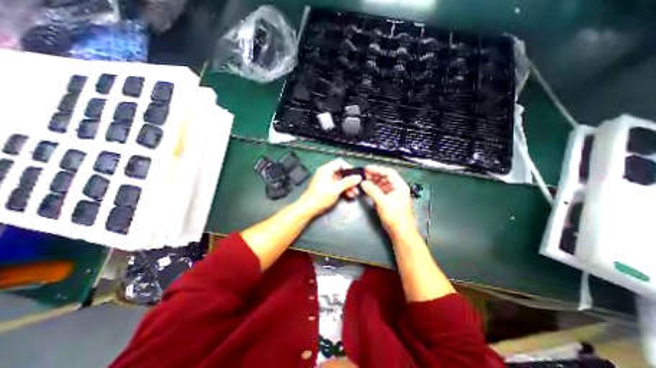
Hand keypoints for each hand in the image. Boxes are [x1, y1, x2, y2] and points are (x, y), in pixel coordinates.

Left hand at [300, 158, 363, 215]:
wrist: (309, 208)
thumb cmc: (320, 197)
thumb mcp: (336, 189)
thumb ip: (348, 182)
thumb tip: (358, 177)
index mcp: (326, 170)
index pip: (340, 163)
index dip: (349, 168)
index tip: (356, 175)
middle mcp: (326, 173)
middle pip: (341, 172)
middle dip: (350, 179)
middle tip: (357, 186)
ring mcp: (326, 181)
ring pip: (340, 180)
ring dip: (348, 186)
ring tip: (354, 193)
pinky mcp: (327, 188)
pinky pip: (338, 185)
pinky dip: (344, 189)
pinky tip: (349, 195)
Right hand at [358, 166, 413, 239]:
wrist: (400, 232)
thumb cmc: (396, 218)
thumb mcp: (383, 203)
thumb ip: (373, 191)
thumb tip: (363, 183)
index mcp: (400, 186)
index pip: (389, 173)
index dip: (377, 169)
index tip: (367, 169)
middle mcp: (396, 188)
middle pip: (385, 177)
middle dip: (374, 175)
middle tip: (363, 174)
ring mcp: (392, 194)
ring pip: (381, 183)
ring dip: (373, 181)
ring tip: (364, 180)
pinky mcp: (387, 200)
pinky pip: (379, 190)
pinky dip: (373, 188)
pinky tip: (367, 188)